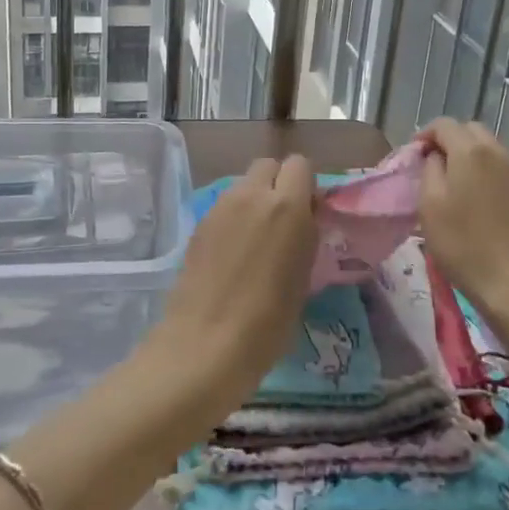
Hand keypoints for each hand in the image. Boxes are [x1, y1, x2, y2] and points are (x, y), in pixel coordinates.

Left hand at [149, 155, 315, 425]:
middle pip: (268, 165)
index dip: (306, 184)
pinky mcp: (198, 225)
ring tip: (256, 240)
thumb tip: (302, 221)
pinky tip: (232, 254)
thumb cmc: (268, 321)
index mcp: (287, 206)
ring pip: (243, 185)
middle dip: (278, 183)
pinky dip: (233, 219)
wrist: (205, 345)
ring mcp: (220, 208)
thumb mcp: (303, 276)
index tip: (309, 212)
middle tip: (283, 220)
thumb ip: (304, 236)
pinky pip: (224, 207)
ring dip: (254, 200)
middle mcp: (252, 195)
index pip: (300, 164)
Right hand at [417, 119, 508, 318]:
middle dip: (448, 141)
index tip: (412, 157)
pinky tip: (473, 199)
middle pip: (469, 130)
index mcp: (470, 151)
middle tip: (430, 166)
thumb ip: (429, 170)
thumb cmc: (464, 243)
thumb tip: (436, 157)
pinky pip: (498, 168)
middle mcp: (496, 152)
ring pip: (487, 148)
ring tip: (450, 184)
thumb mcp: (430, 205)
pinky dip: (482, 172)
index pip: (444, 124)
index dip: (424, 135)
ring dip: (466, 156)